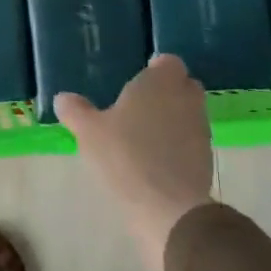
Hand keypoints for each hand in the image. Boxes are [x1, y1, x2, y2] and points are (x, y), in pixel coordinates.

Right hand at [57, 54, 215, 270]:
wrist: (169, 208)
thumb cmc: (125, 155)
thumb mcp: (89, 132)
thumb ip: (76, 111)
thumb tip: (62, 98)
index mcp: (159, 82)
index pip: (168, 62)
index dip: (155, 69)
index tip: (137, 81)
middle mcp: (185, 99)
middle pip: (183, 85)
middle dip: (166, 91)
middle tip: (138, 105)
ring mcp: (200, 129)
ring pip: (188, 113)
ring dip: (172, 118)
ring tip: (144, 134)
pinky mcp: (207, 158)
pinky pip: (191, 141)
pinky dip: (178, 144)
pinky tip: (155, 159)